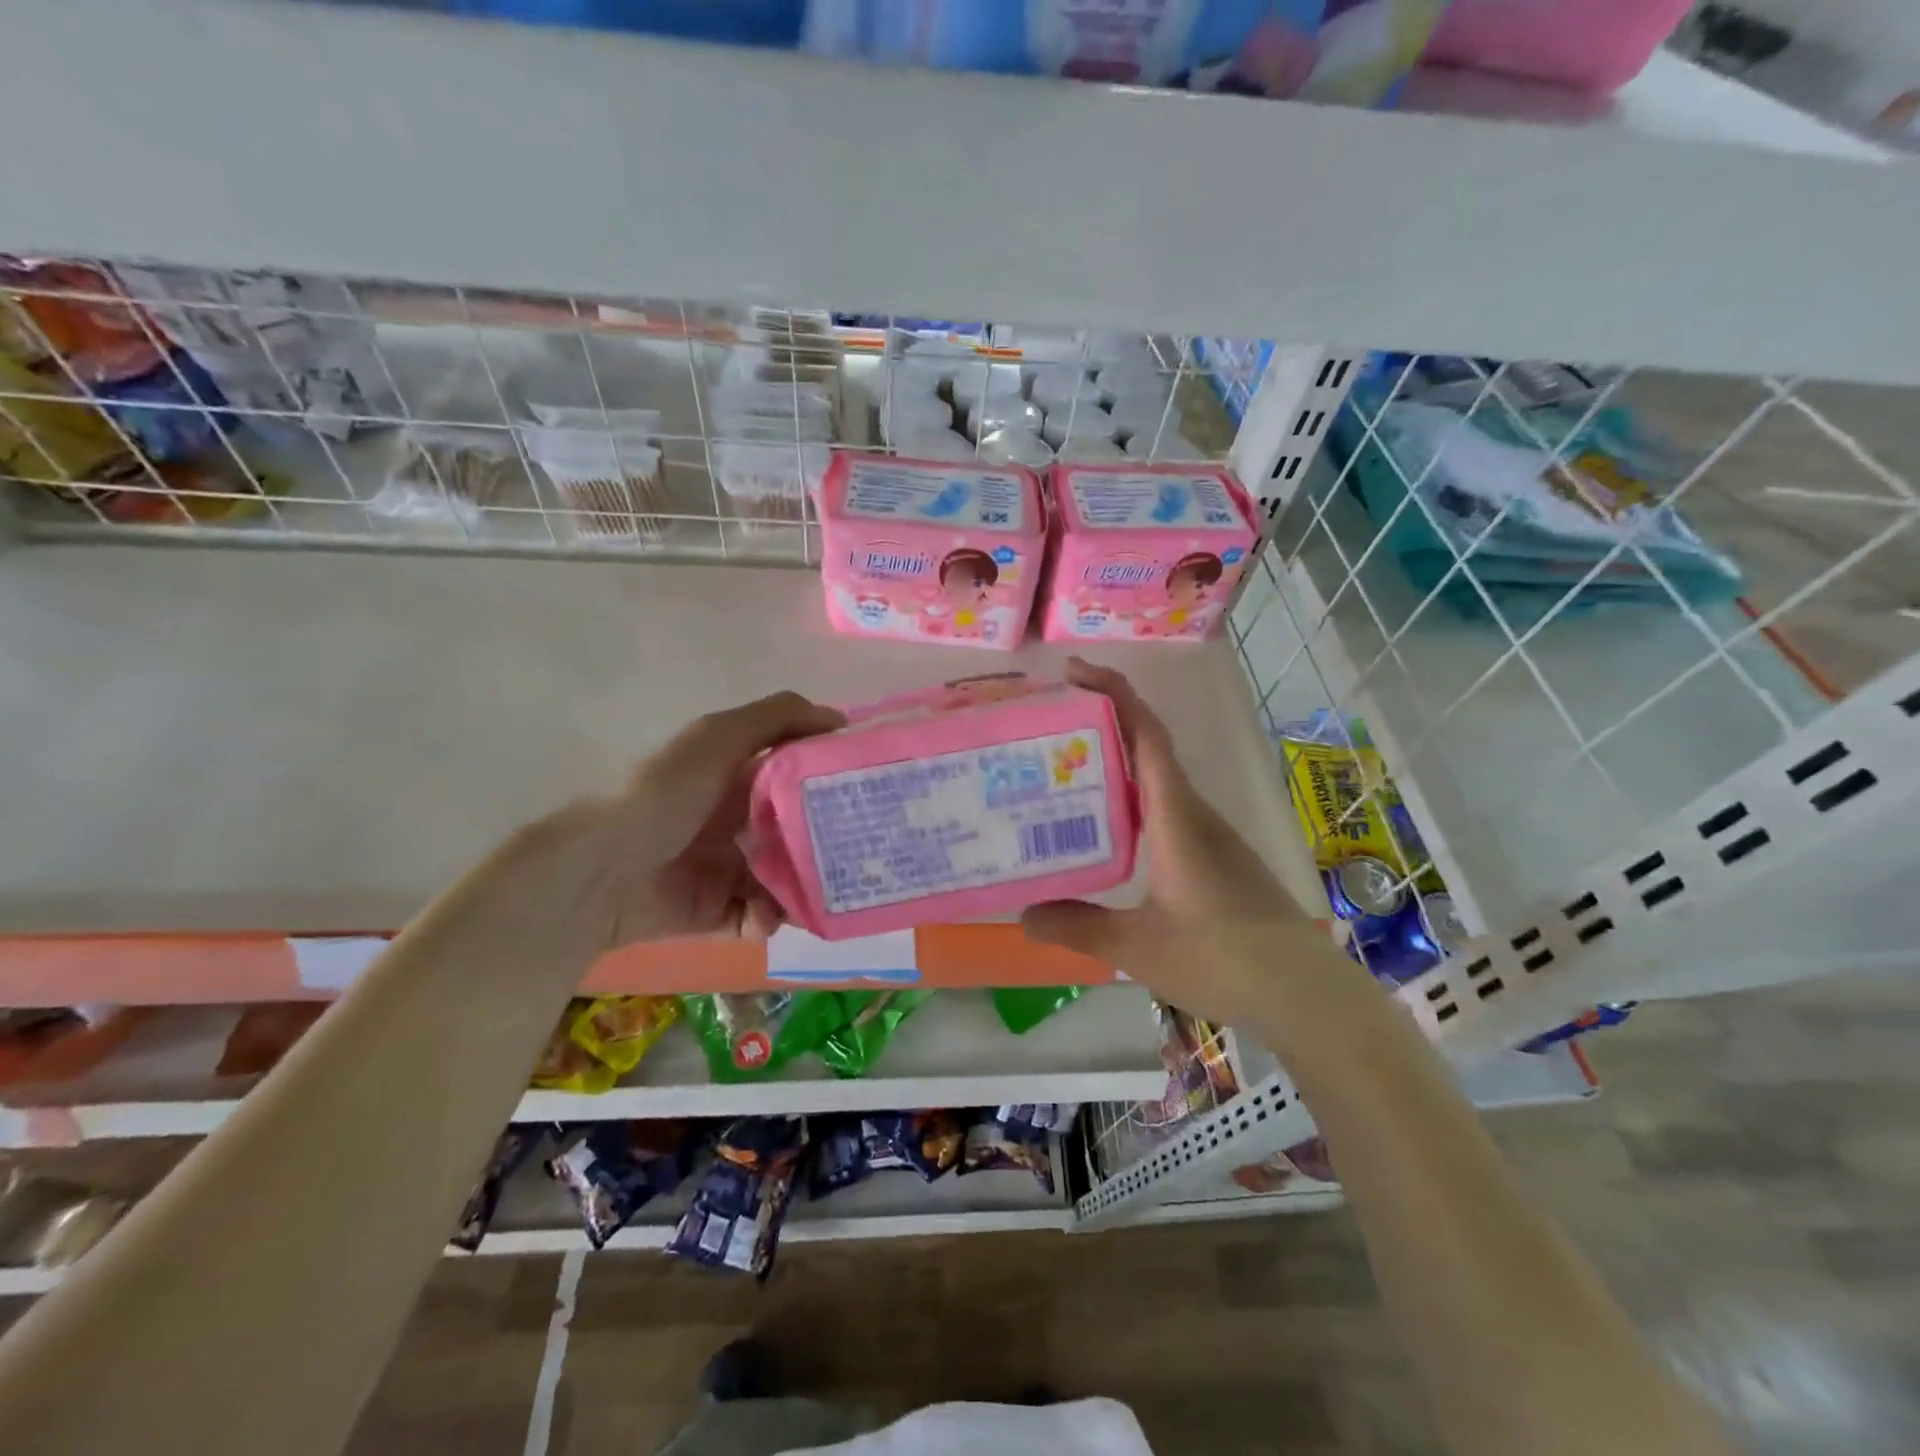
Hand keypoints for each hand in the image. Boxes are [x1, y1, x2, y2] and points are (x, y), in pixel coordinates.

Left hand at [510, 690, 843, 949]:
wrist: (599, 873)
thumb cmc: (664, 795)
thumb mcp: (718, 737)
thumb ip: (777, 717)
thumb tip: (840, 717)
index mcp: (739, 776)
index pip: (800, 775)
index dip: (832, 781)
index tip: (869, 791)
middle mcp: (738, 820)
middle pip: (800, 832)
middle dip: (828, 845)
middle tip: (859, 854)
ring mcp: (728, 868)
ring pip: (787, 879)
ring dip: (802, 888)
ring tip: (810, 896)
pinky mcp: (717, 911)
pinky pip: (760, 916)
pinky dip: (768, 918)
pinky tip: (765, 918)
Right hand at [1021, 659, 1326, 1026]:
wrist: (1305, 993)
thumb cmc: (1222, 958)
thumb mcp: (1137, 947)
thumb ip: (1078, 926)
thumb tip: (1024, 914)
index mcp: (1175, 816)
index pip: (1146, 734)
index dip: (1113, 693)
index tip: (1074, 672)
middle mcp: (1193, 812)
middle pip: (1147, 747)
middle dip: (1101, 724)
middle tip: (1045, 728)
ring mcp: (1207, 834)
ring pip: (1155, 781)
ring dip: (1113, 765)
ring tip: (1060, 775)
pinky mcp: (1213, 857)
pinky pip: (1163, 809)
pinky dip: (1128, 801)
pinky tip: (1103, 831)